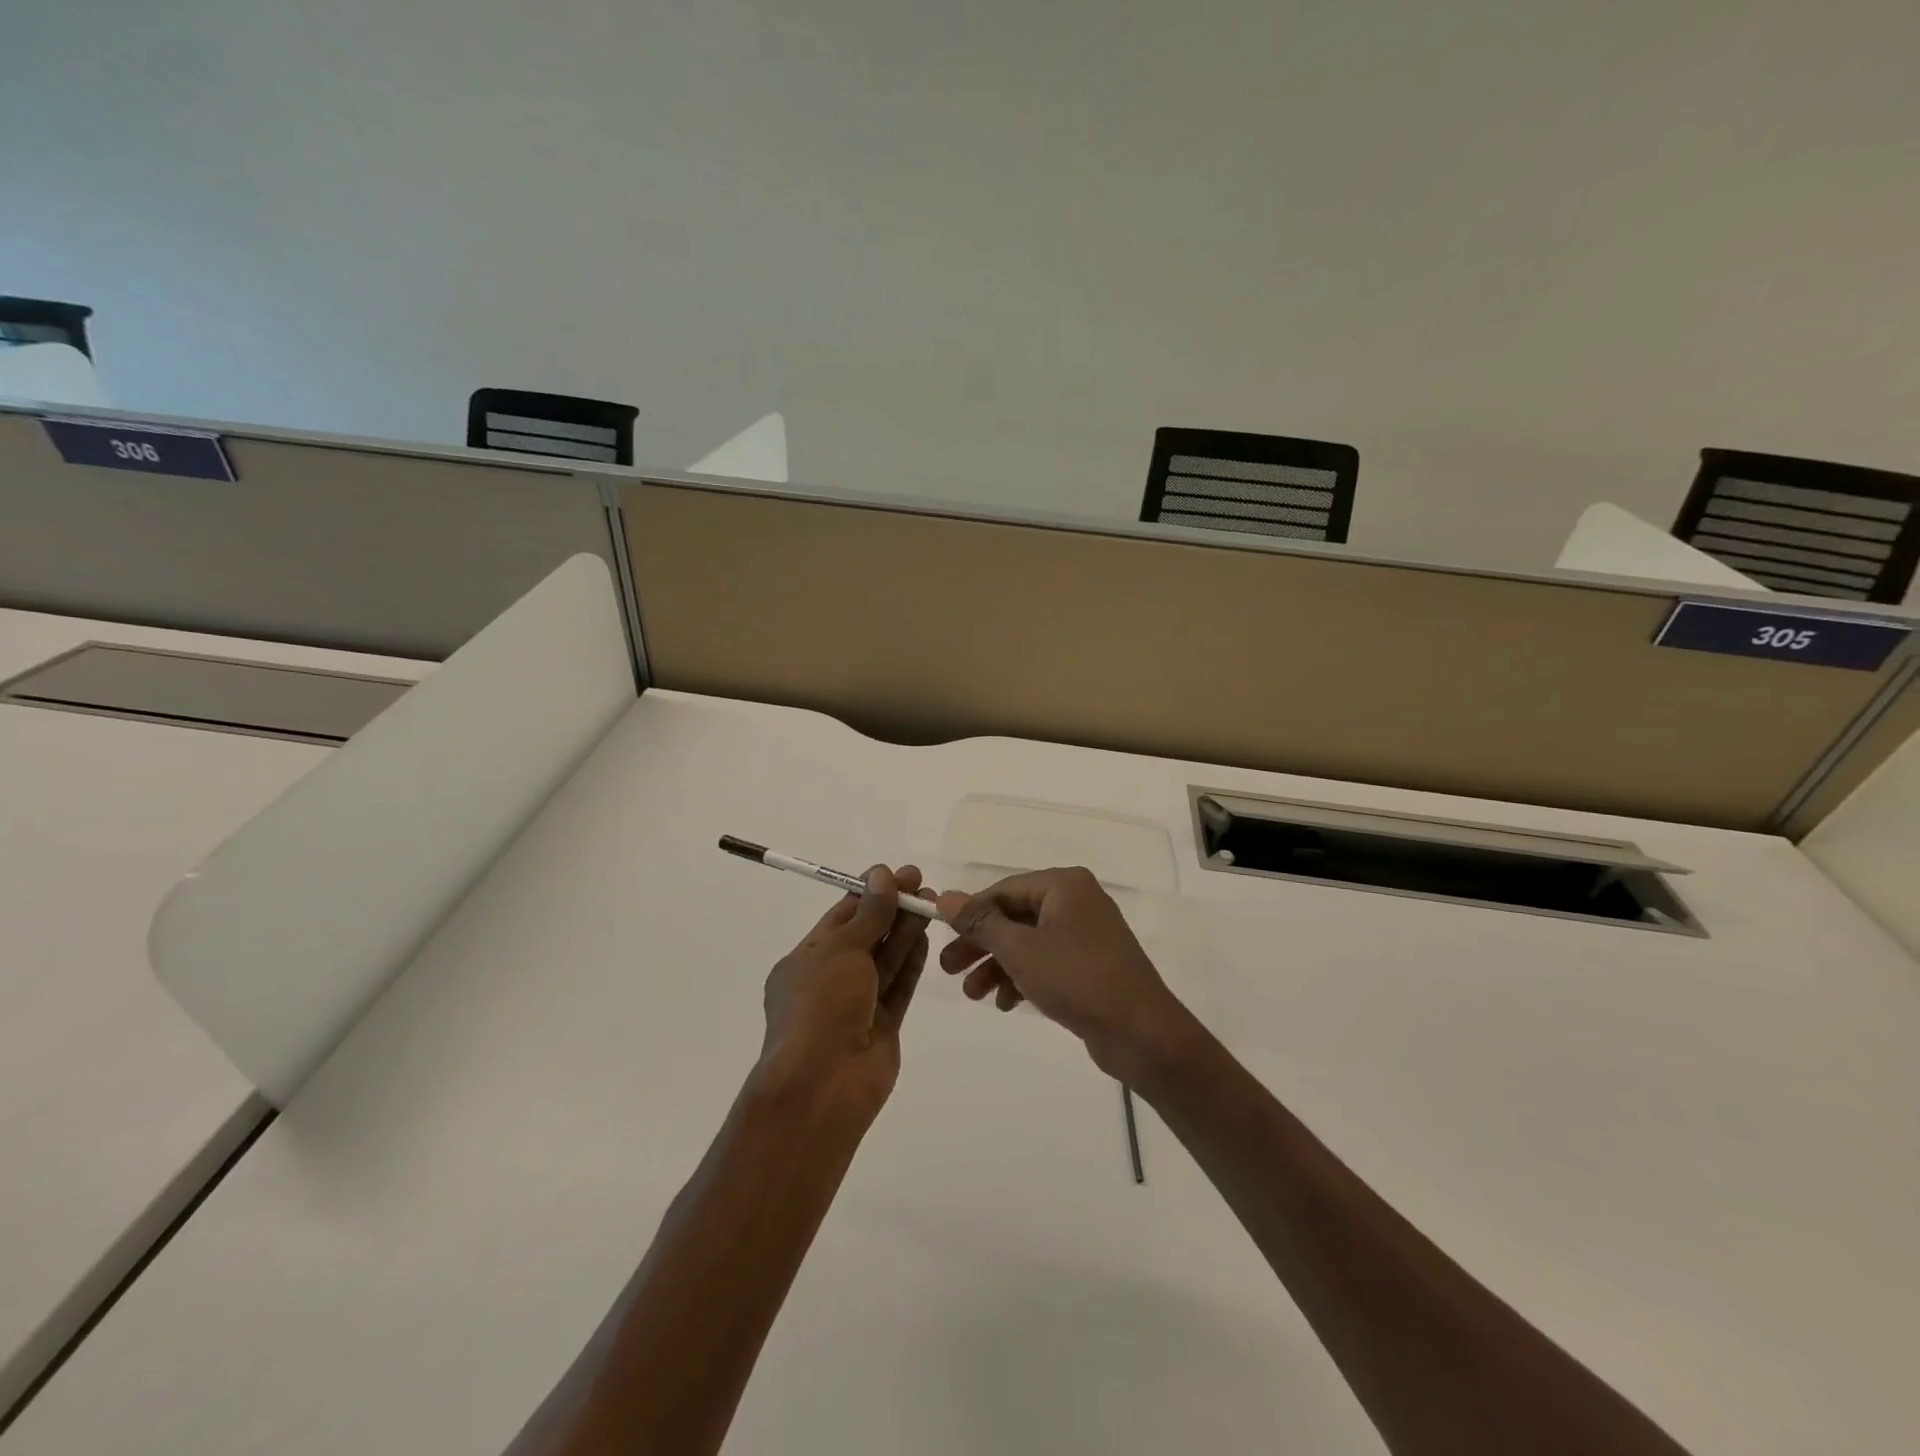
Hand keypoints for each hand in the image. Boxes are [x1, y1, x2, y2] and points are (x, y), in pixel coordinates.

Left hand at [759, 864, 929, 1118]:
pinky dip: (911, 961)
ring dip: (905, 930)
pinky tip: (925, 936)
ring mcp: (857, 1005)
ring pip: (885, 960)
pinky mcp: (882, 1026)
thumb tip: (882, 874)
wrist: (823, 1085)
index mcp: (805, 960)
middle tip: (921, 884)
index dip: (868, 893)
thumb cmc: (821, 1007)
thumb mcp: (842, 950)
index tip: (896, 873)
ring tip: (930, 902)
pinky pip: (899, 986)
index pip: (840, 917)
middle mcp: (830, 980)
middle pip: (866, 936)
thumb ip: (869, 914)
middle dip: (892, 909)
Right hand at [934, 867, 1195, 1083]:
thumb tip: (945, 897)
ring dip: (997, 965)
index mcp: (1064, 885)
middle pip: (1014, 917)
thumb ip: (981, 922)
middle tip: (947, 969)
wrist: (1141, 1032)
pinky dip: (1023, 977)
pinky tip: (1004, 1003)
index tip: (940, 936)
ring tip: (972, 995)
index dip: (969, 913)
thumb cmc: (1077, 979)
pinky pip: (1047, 962)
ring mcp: (1086, 934)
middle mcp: (1076, 901)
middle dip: (980, 944)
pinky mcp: (1091, 964)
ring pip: (1028, 942)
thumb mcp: (1020, 949)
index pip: (1003, 890)